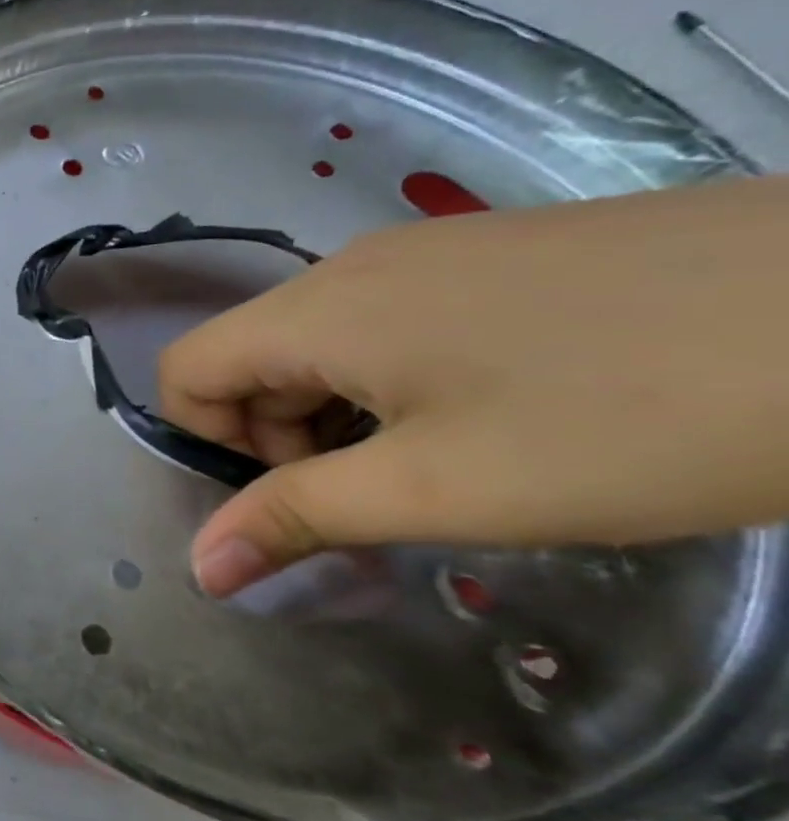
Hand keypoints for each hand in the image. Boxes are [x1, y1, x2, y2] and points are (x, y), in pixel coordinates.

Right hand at [159, 174, 788, 596]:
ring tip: (443, 466)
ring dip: (341, 416)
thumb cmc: (634, 417)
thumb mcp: (441, 489)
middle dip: (280, 438)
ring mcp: (428, 253)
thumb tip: (200, 567)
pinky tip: (494, 415)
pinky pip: (391, 324)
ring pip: (322, 344)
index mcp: (319, 308)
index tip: (294, 496)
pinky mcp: (495, 257)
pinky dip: (396, 382)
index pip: (187, 369)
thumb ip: (296, 519)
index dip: (208, 443)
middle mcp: (354, 266)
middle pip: (253, 358)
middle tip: (379, 498)